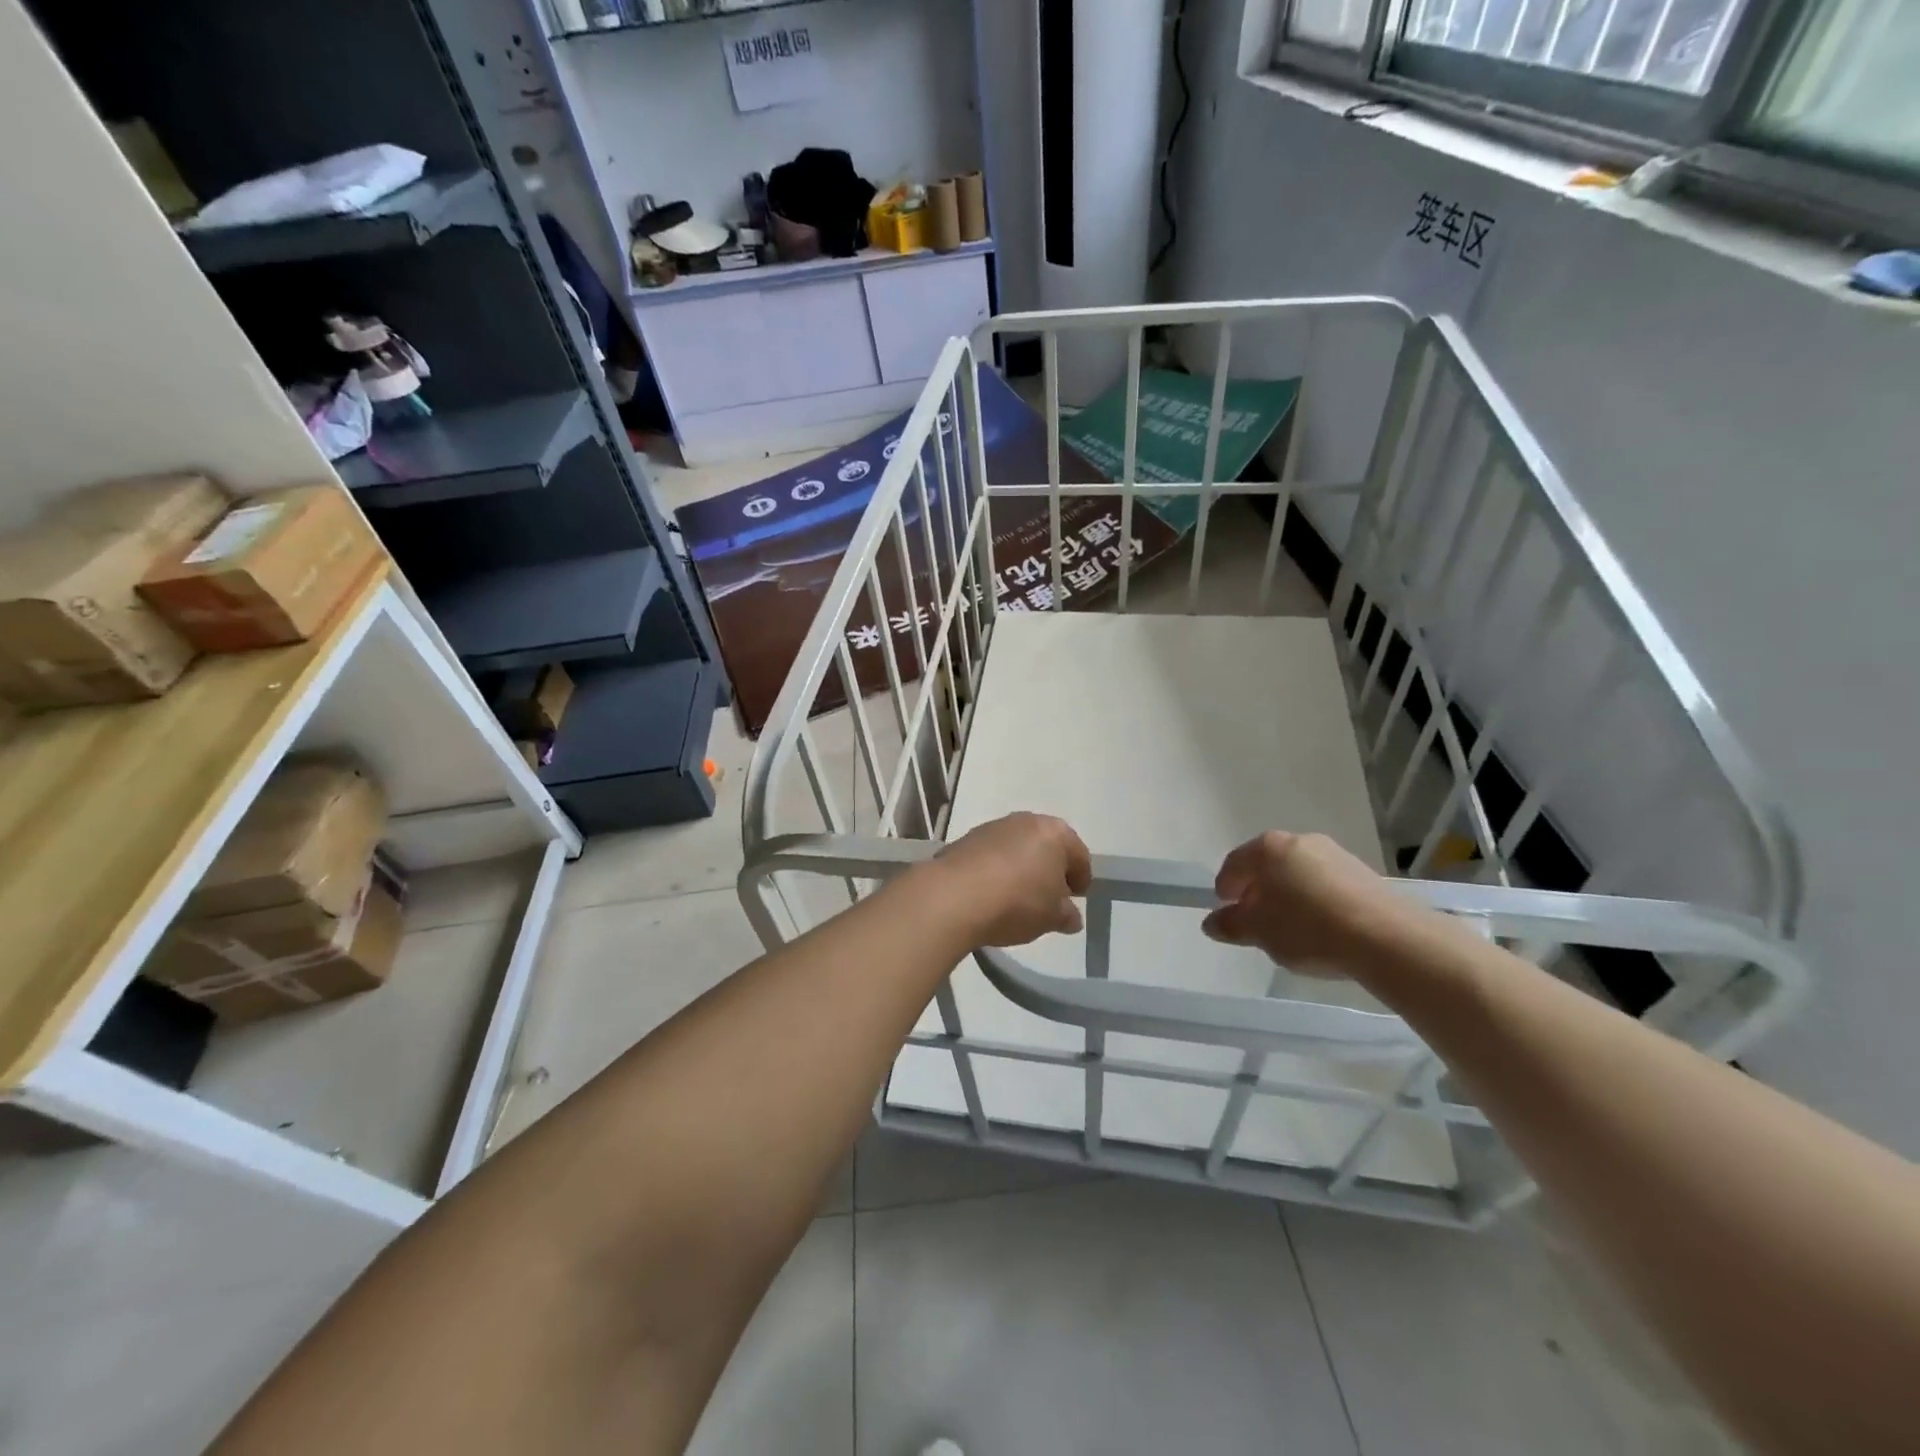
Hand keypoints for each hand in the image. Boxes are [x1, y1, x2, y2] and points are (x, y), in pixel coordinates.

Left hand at [926, 812, 1091, 946]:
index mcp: (1055, 833)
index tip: (1077, 897)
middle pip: (1047, 845)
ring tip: (1018, 897)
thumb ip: (1066, 915)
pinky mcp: (966, 839)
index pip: (1079, 854)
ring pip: (1018, 847)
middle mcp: (1025, 821)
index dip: (1082, 878)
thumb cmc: (1017, 902)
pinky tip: (992, 893)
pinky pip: (992, 855)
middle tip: (1050, 896)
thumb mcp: (1051, 917)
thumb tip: (1071, 916)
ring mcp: (993, 827)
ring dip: (1022, 867)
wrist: (954, 896)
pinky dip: (997, 870)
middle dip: (1050, 869)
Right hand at [1201, 831, 1400, 977]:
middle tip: (1256, 920)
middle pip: (1268, 865)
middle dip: (1258, 890)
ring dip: (1289, 895)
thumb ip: (1231, 925)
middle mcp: (1300, 841)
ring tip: (1291, 929)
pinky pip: (1326, 884)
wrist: (1386, 937)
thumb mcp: (1259, 932)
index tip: (1226, 910)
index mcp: (1268, 848)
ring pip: (1298, 874)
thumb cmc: (1308, 928)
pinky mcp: (1363, 874)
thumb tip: (1212, 922)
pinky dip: (1316, 901)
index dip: (1225, 887)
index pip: (1234, 863)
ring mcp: (1335, 854)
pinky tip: (1322, 928)